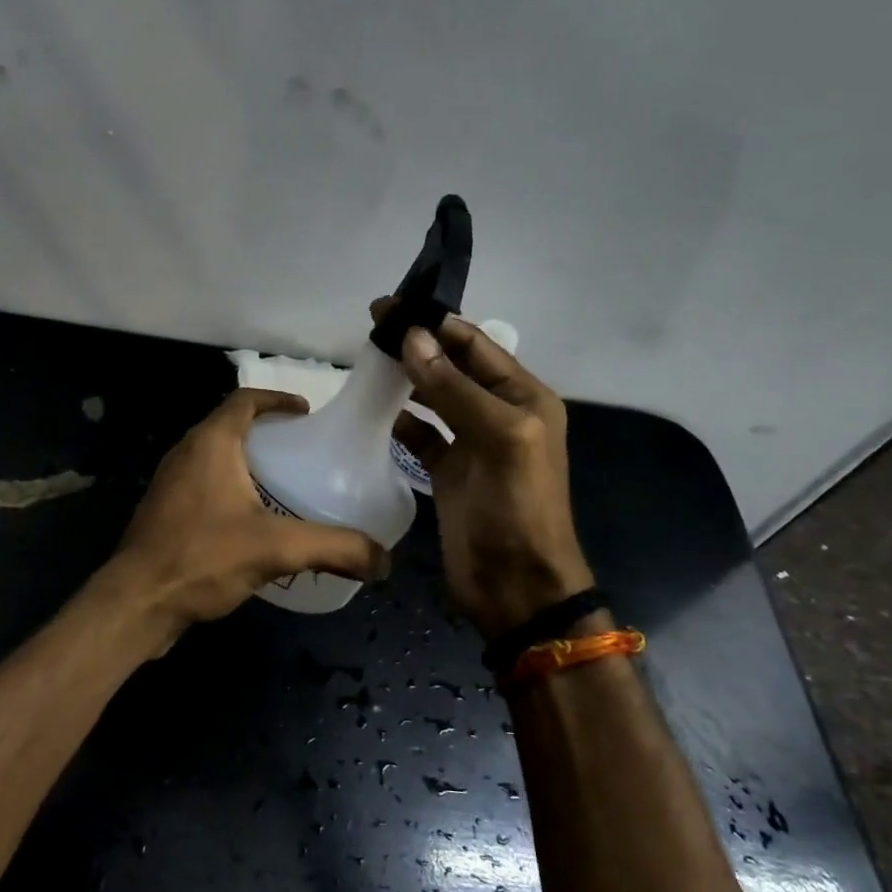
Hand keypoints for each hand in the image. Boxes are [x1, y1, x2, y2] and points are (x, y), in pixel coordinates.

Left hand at [105, 389, 390, 646]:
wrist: (136, 602)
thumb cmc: (202, 557)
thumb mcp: (276, 549)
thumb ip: (333, 548)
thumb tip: (383, 561)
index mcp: (210, 442)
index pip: (245, 400)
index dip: (277, 399)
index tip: (306, 413)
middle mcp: (186, 453)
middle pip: (230, 426)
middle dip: (267, 432)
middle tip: (302, 451)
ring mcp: (170, 483)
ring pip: (215, 457)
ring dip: (247, 461)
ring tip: (283, 484)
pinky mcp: (164, 512)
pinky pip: (203, 485)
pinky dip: (230, 488)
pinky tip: (251, 521)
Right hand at [377, 304, 593, 639]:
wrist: (516, 586)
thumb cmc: (517, 507)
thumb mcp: (498, 438)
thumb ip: (455, 388)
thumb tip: (412, 338)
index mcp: (523, 397)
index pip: (475, 345)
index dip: (436, 322)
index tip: (392, 305)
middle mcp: (498, 413)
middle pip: (453, 365)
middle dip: (417, 343)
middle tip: (372, 324)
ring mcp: (471, 443)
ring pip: (435, 397)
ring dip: (407, 377)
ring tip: (368, 358)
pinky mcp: (448, 472)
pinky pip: (421, 435)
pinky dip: (401, 421)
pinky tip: (375, 410)